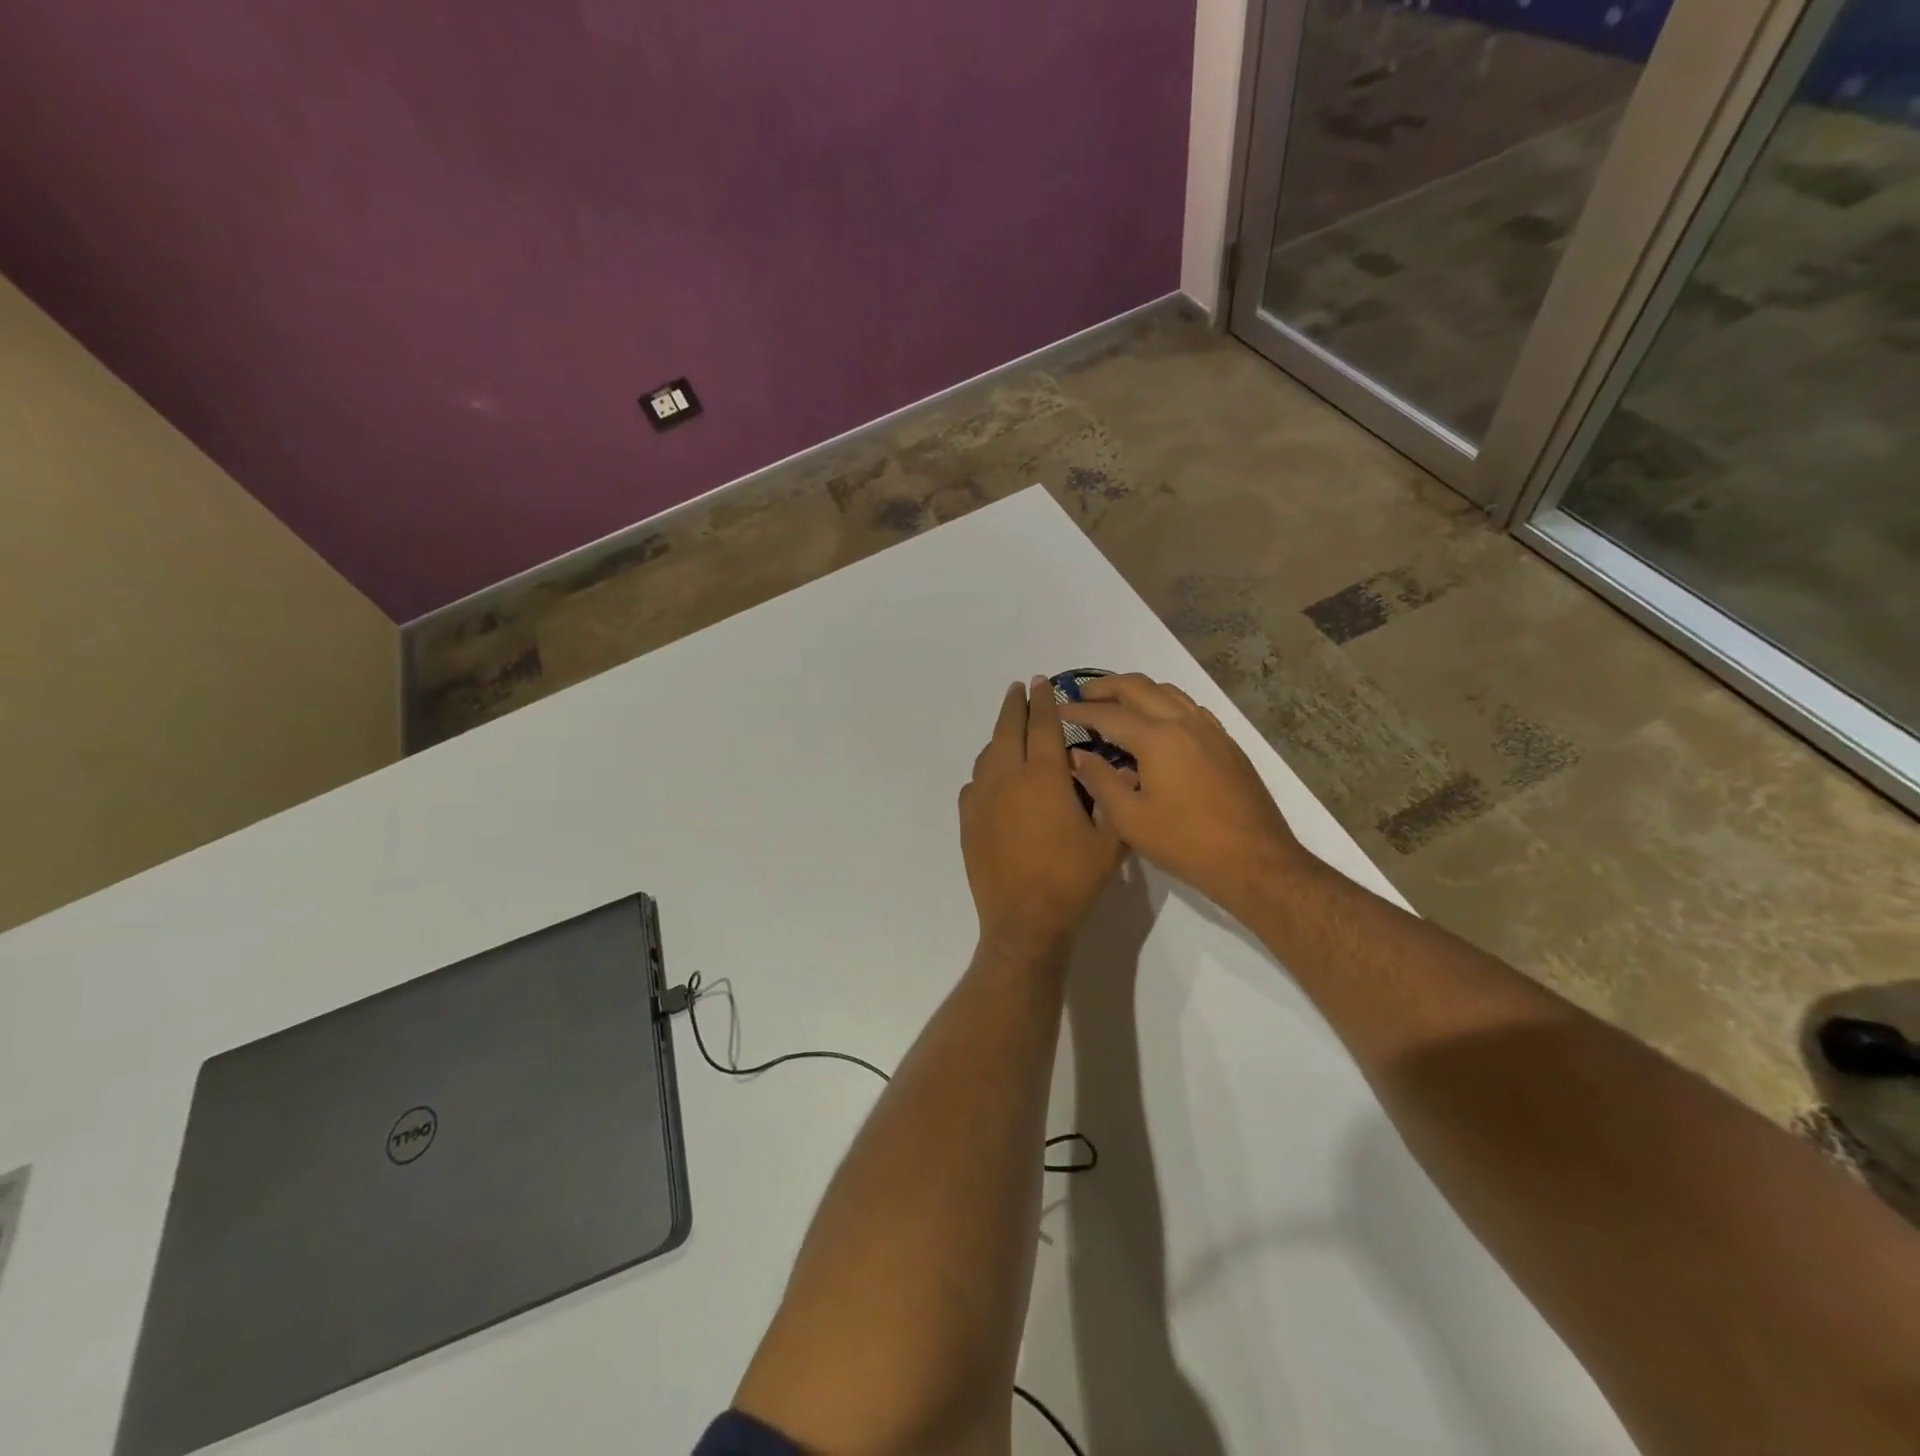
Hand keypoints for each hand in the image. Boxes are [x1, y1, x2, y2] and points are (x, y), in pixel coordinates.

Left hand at [959, 678, 1126, 963]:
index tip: (1043, 681)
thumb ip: (1114, 798)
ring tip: (1009, 729)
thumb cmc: (1072, 880)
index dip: (1045, 701)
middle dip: (1015, 704)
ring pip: (988, 754)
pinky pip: (975, 783)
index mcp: (1045, 776)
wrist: (1025, 921)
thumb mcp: (1110, 841)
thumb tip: (1119, 767)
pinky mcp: (968, 821)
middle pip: (1008, 729)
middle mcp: (1008, 778)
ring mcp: (983, 799)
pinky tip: (993, 778)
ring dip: (999, 735)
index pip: (1044, 725)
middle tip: (1020, 688)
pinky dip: (986, 771)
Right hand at [1059, 674, 1307, 914]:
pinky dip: (1164, 703)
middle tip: (1082, 695)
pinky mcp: (1226, 744)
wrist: (1254, 860)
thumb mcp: (1130, 819)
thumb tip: (1078, 755)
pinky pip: (1189, 708)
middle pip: (1139, 688)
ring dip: (1137, 691)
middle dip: (1107, 687)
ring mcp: (1210, 730)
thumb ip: (1099, 781)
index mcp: (1158, 738)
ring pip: (1168, 692)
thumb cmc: (1186, 843)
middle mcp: (1184, 722)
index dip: (1079, 711)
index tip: (1057, 710)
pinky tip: (1157, 723)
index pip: (1109, 714)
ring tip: (1116, 703)